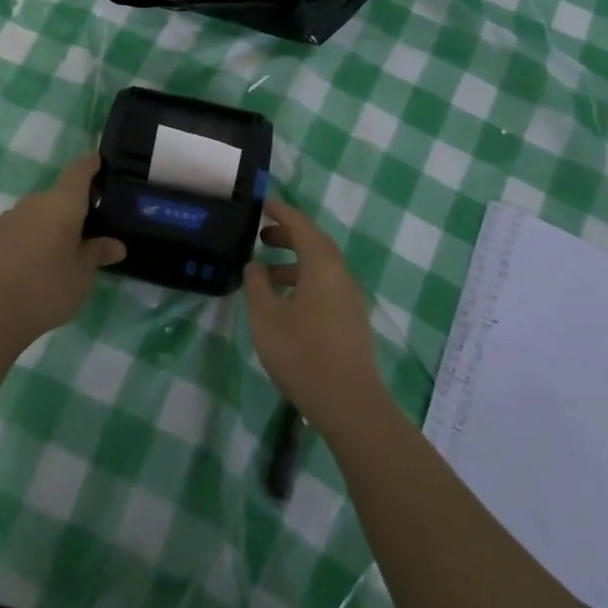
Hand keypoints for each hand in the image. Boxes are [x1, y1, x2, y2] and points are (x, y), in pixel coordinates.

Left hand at [0, 154, 124, 351]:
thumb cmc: (46, 289)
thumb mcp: (82, 275)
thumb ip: (97, 254)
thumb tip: (116, 244)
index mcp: (62, 203)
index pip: (79, 171)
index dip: (91, 165)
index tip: (99, 161)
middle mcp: (34, 202)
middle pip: (59, 196)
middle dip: (74, 208)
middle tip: (89, 229)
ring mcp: (9, 218)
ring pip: (38, 214)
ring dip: (51, 226)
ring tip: (61, 252)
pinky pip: (20, 230)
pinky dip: (31, 240)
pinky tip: (34, 266)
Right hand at [243, 195, 387, 435]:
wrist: (351, 405)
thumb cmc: (303, 354)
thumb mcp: (266, 317)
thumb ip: (257, 285)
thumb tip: (255, 264)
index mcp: (322, 265)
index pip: (301, 225)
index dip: (281, 211)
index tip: (262, 203)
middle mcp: (341, 275)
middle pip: (314, 243)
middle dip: (288, 235)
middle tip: (261, 236)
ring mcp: (350, 299)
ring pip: (320, 267)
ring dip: (294, 262)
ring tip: (265, 273)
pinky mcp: (351, 321)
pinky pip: (325, 287)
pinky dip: (303, 282)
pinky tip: (285, 303)